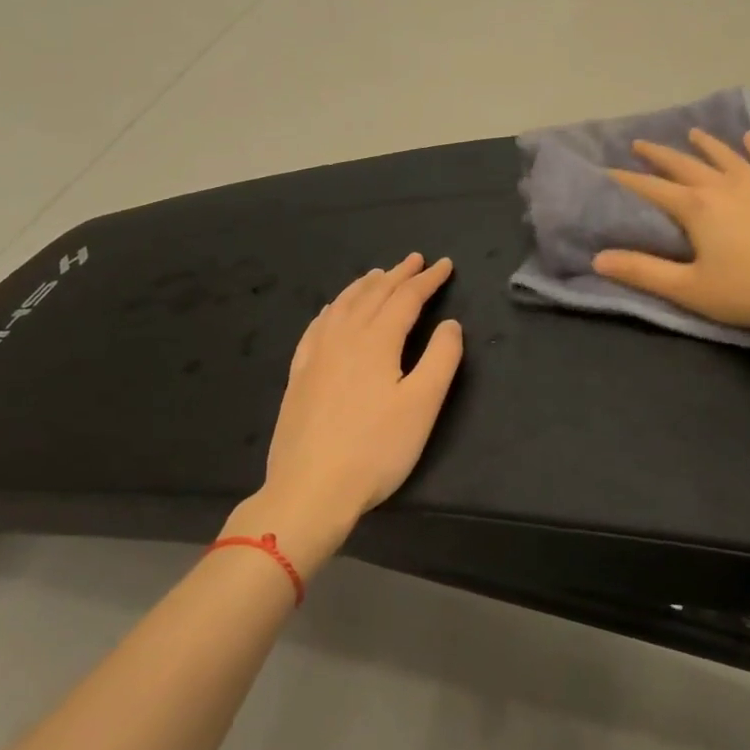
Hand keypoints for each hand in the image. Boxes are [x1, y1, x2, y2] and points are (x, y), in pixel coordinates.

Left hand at [229, 254, 462, 573]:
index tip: (445, 265)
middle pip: (373, 295)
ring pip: (342, 306)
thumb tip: (450, 324)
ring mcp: (316, 355)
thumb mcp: (423, 405)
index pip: (406, 299)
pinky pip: (317, 327)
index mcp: (377, 341)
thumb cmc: (375, 449)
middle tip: (415, 260)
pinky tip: (332, 310)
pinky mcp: (299, 375)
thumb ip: (441, 358)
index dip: (428, 280)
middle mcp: (344, 338)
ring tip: (378, 275)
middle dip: (398, 275)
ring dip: (364, 286)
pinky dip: (332, 309)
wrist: (310, 489)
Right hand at [593, 129, 749, 343]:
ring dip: (704, 144)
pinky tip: (749, 138)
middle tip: (639, 144)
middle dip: (658, 154)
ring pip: (724, 154)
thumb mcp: (689, 288)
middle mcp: (723, 184)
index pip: (651, 188)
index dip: (626, 180)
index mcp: (695, 207)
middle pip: (683, 163)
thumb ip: (642, 272)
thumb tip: (598, 258)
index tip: (607, 172)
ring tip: (691, 134)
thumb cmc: (749, 291)